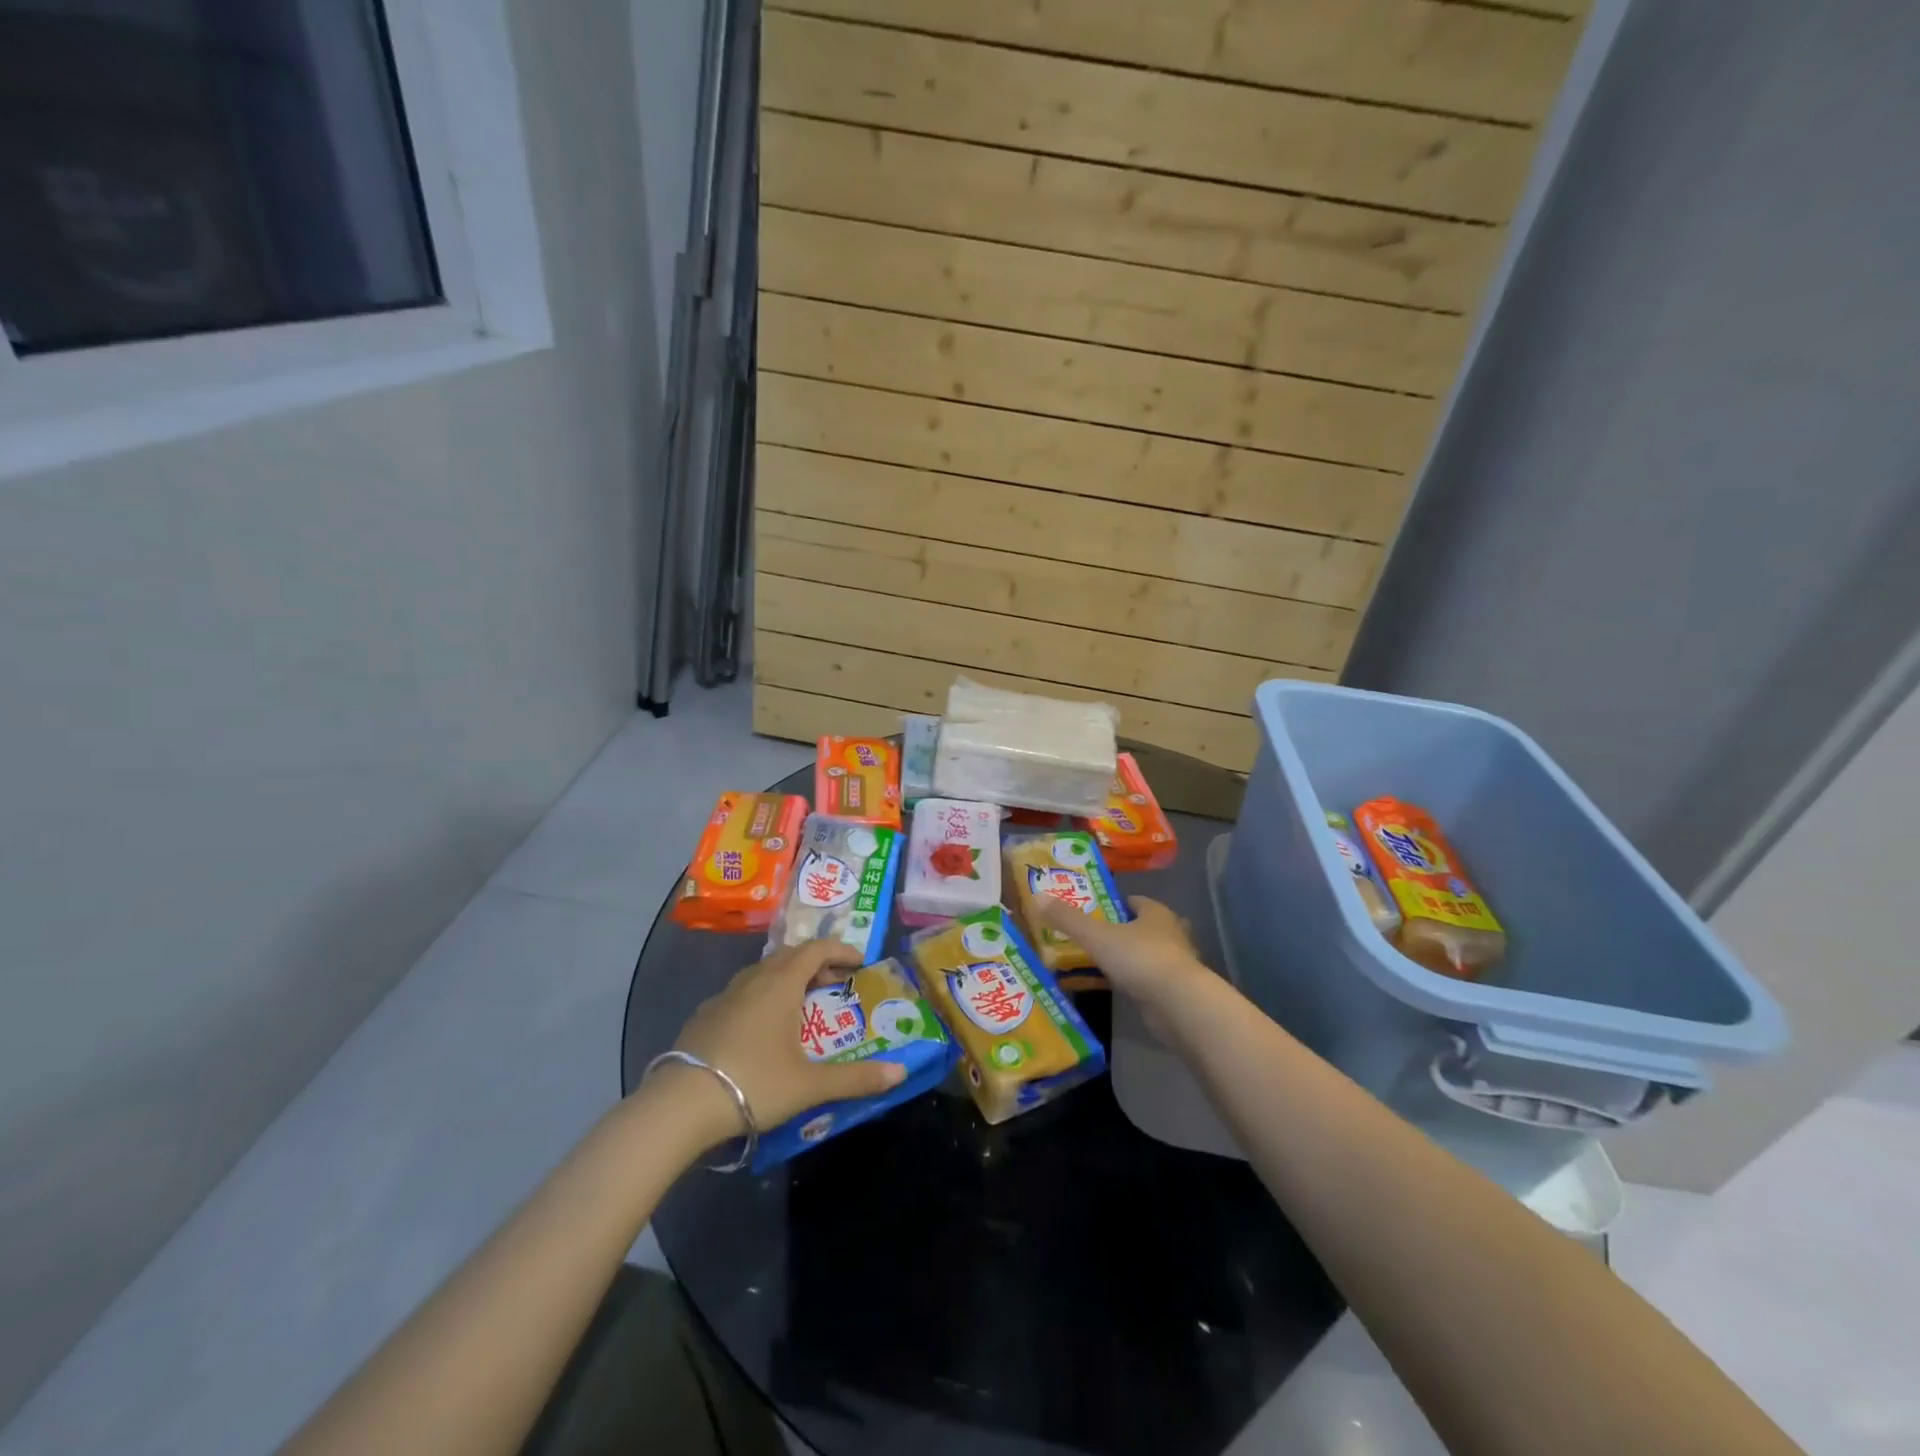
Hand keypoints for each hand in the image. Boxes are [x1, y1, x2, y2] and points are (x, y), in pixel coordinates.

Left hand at [663, 940, 907, 1147]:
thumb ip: (856, 1079)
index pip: (816, 950)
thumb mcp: (810, 1085)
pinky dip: (761, 996)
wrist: (679, 1106)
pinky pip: (741, 993)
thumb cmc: (754, 1084)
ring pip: (761, 973)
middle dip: (816, 963)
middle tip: (835, 982)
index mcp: (780, 984)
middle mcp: (752, 981)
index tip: (859, 961)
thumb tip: (900, 1072)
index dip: (840, 950)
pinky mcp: (703, 1017)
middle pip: (789, 956)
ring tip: (801, 1002)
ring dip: (786, 978)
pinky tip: (761, 1028)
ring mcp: (723, 997)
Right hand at [1032, 894, 1211, 1016]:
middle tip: (1090, 937)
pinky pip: (1145, 981)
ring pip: (1144, 955)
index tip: (1092, 911)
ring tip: (1094, 963)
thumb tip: (1039, 896)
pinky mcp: (1173, 992)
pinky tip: (1110, 988)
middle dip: (1119, 932)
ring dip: (1125, 959)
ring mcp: (1174, 965)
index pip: (1135, 901)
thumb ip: (1068, 919)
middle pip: (1141, 928)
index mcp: (1156, 914)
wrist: (1177, 1004)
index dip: (1114, 904)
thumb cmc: (1139, 958)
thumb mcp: (1097, 936)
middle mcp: (1170, 934)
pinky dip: (1130, 983)